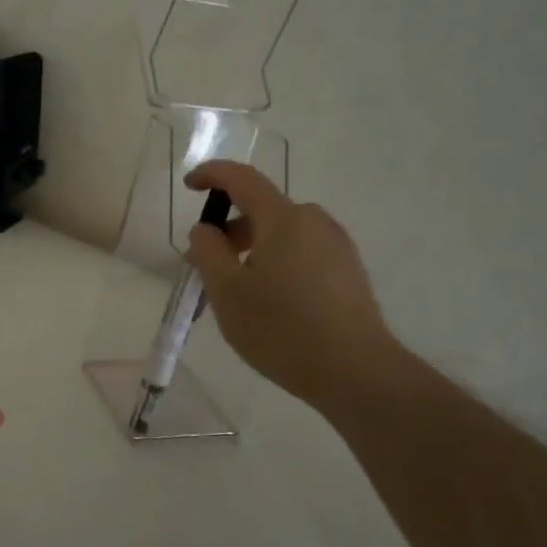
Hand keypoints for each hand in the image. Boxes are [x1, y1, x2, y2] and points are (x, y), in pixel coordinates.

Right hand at [183, 160, 400, 412]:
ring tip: (238, 290)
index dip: (212, 174)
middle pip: (263, 210)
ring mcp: (337, 246)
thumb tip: (205, 230)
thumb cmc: (282, 329)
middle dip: (230, 228)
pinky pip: (302, 252)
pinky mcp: (349, 271)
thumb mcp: (227, 292)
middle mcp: (314, 222)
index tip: (190, 185)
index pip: (242, 179)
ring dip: (254, 249)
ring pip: (283, 234)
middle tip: (207, 264)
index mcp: (283, 219)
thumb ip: (208, 252)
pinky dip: (277, 262)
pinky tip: (271, 302)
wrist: (356, 372)